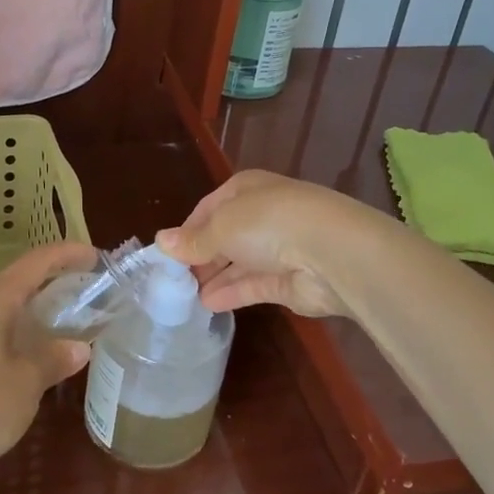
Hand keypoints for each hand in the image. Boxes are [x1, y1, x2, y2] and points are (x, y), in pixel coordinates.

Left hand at [0, 241, 95, 493]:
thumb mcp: (26, 382)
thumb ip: (53, 359)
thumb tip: (78, 347)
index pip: (36, 262)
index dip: (67, 255)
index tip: (95, 258)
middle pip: (15, 284)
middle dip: (50, 285)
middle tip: (84, 295)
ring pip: (0, 312)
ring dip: (31, 315)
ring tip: (62, 329)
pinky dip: (13, 339)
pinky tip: (28, 363)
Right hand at [157, 171, 376, 317]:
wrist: (331, 253)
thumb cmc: (269, 223)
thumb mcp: (221, 227)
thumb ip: (192, 241)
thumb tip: (161, 242)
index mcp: (245, 189)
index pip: (209, 207)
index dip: (187, 229)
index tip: (167, 253)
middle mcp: (261, 215)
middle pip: (223, 236)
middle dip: (199, 256)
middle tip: (172, 280)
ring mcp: (277, 249)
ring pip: (237, 262)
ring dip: (213, 277)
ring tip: (184, 297)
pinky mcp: (287, 281)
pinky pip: (251, 286)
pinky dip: (230, 293)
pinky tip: (207, 304)